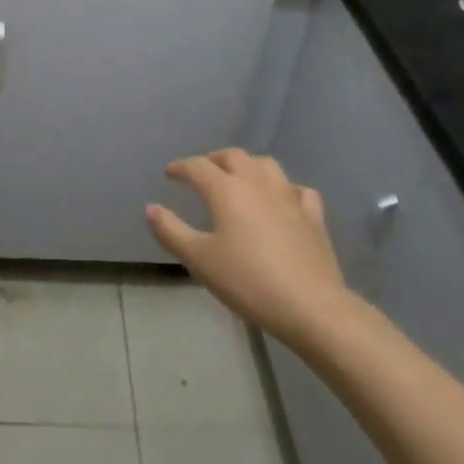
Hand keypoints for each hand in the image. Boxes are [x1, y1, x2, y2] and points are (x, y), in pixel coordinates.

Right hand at [146, 149, 353, 347]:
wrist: (310, 306)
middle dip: (214, 160)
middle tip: (202, 173)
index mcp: (226, 189)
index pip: (197, 167)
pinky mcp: (313, 215)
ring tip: (240, 180)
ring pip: (266, 165)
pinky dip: (285, 189)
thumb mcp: (199, 260)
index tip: (170, 174)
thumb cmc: (248, 281)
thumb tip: (151, 208)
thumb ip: (171, 231)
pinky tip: (283, 201)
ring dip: (248, 166)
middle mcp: (257, 182)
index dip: (181, 167)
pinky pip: (298, 190)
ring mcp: (289, 196)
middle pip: (233, 156)